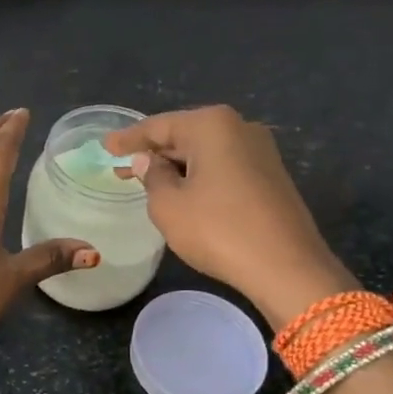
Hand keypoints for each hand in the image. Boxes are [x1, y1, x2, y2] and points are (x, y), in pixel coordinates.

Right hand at [104, 105, 354, 325]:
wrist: (287, 267)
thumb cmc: (218, 230)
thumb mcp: (169, 205)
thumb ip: (152, 177)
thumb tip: (149, 161)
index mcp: (211, 125)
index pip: (158, 126)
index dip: (128, 138)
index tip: (105, 145)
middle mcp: (239, 127)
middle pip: (184, 135)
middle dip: (154, 152)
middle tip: (122, 165)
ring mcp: (260, 151)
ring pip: (205, 152)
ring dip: (176, 166)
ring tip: (147, 180)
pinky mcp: (271, 176)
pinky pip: (223, 167)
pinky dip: (199, 176)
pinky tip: (183, 191)